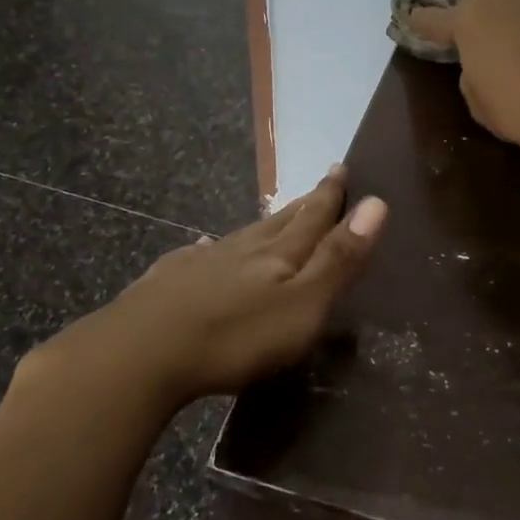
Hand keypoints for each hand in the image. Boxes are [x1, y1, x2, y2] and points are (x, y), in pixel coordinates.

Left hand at [55, 169, 386, 405]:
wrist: (142, 352)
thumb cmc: (235, 336)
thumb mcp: (302, 304)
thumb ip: (338, 259)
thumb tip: (377, 204)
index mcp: (279, 254)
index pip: (314, 217)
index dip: (331, 195)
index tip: (341, 168)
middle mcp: (242, 248)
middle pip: (280, 221)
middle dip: (304, 204)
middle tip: (320, 185)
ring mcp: (201, 262)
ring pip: (242, 236)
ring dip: (263, 225)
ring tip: (274, 218)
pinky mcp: (169, 281)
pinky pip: (199, 255)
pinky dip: (211, 249)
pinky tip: (204, 248)